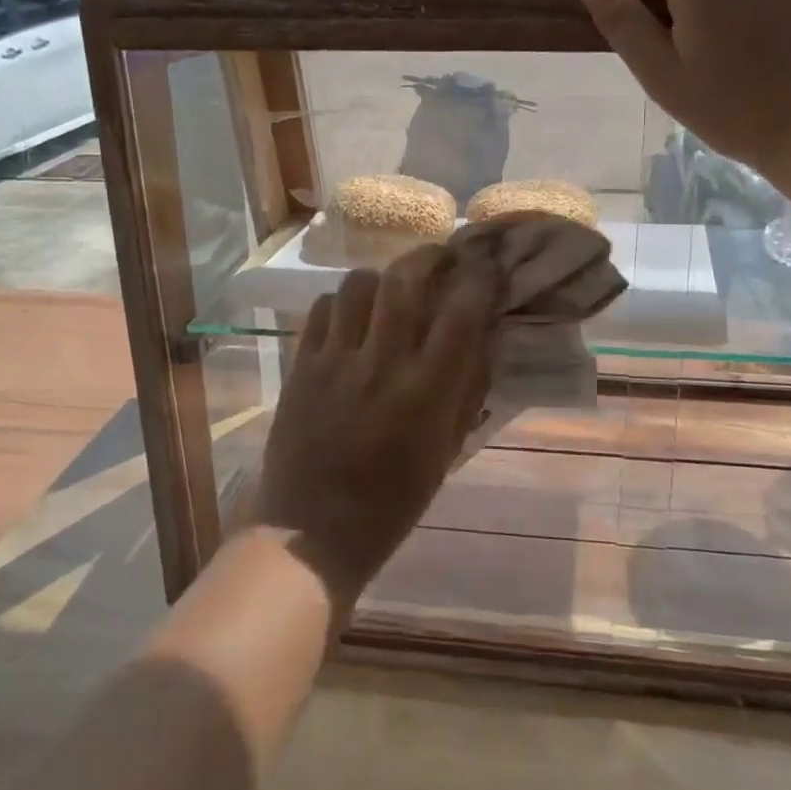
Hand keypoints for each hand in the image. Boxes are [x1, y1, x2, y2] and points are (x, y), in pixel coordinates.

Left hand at [250, 244, 504, 609]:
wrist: (310, 532)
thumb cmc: (392, 501)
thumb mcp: (447, 449)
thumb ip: (471, 385)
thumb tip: (490, 330)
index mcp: (425, 391)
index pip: (461, 311)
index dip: (480, 277)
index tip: (489, 264)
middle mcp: (381, 364)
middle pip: (405, 279)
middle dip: (430, 257)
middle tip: (442, 258)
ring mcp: (334, 360)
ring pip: (358, 284)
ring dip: (382, 278)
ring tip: (391, 290)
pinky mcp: (300, 364)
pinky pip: (321, 308)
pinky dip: (342, 302)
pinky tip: (351, 317)